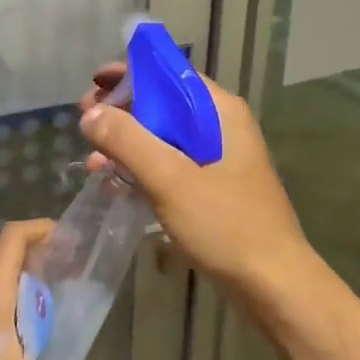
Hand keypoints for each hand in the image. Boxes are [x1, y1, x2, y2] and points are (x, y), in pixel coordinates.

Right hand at [79, 64, 313, 297]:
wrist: (274, 286)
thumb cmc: (226, 225)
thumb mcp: (170, 179)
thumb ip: (128, 141)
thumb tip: (91, 113)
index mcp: (219, 111)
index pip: (168, 72)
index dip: (129, 74)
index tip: (93, 86)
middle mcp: (220, 125)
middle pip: (163, 102)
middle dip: (122, 112)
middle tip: (85, 125)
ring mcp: (219, 158)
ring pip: (164, 136)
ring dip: (128, 144)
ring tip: (94, 163)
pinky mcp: (213, 186)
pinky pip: (171, 164)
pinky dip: (143, 168)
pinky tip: (117, 185)